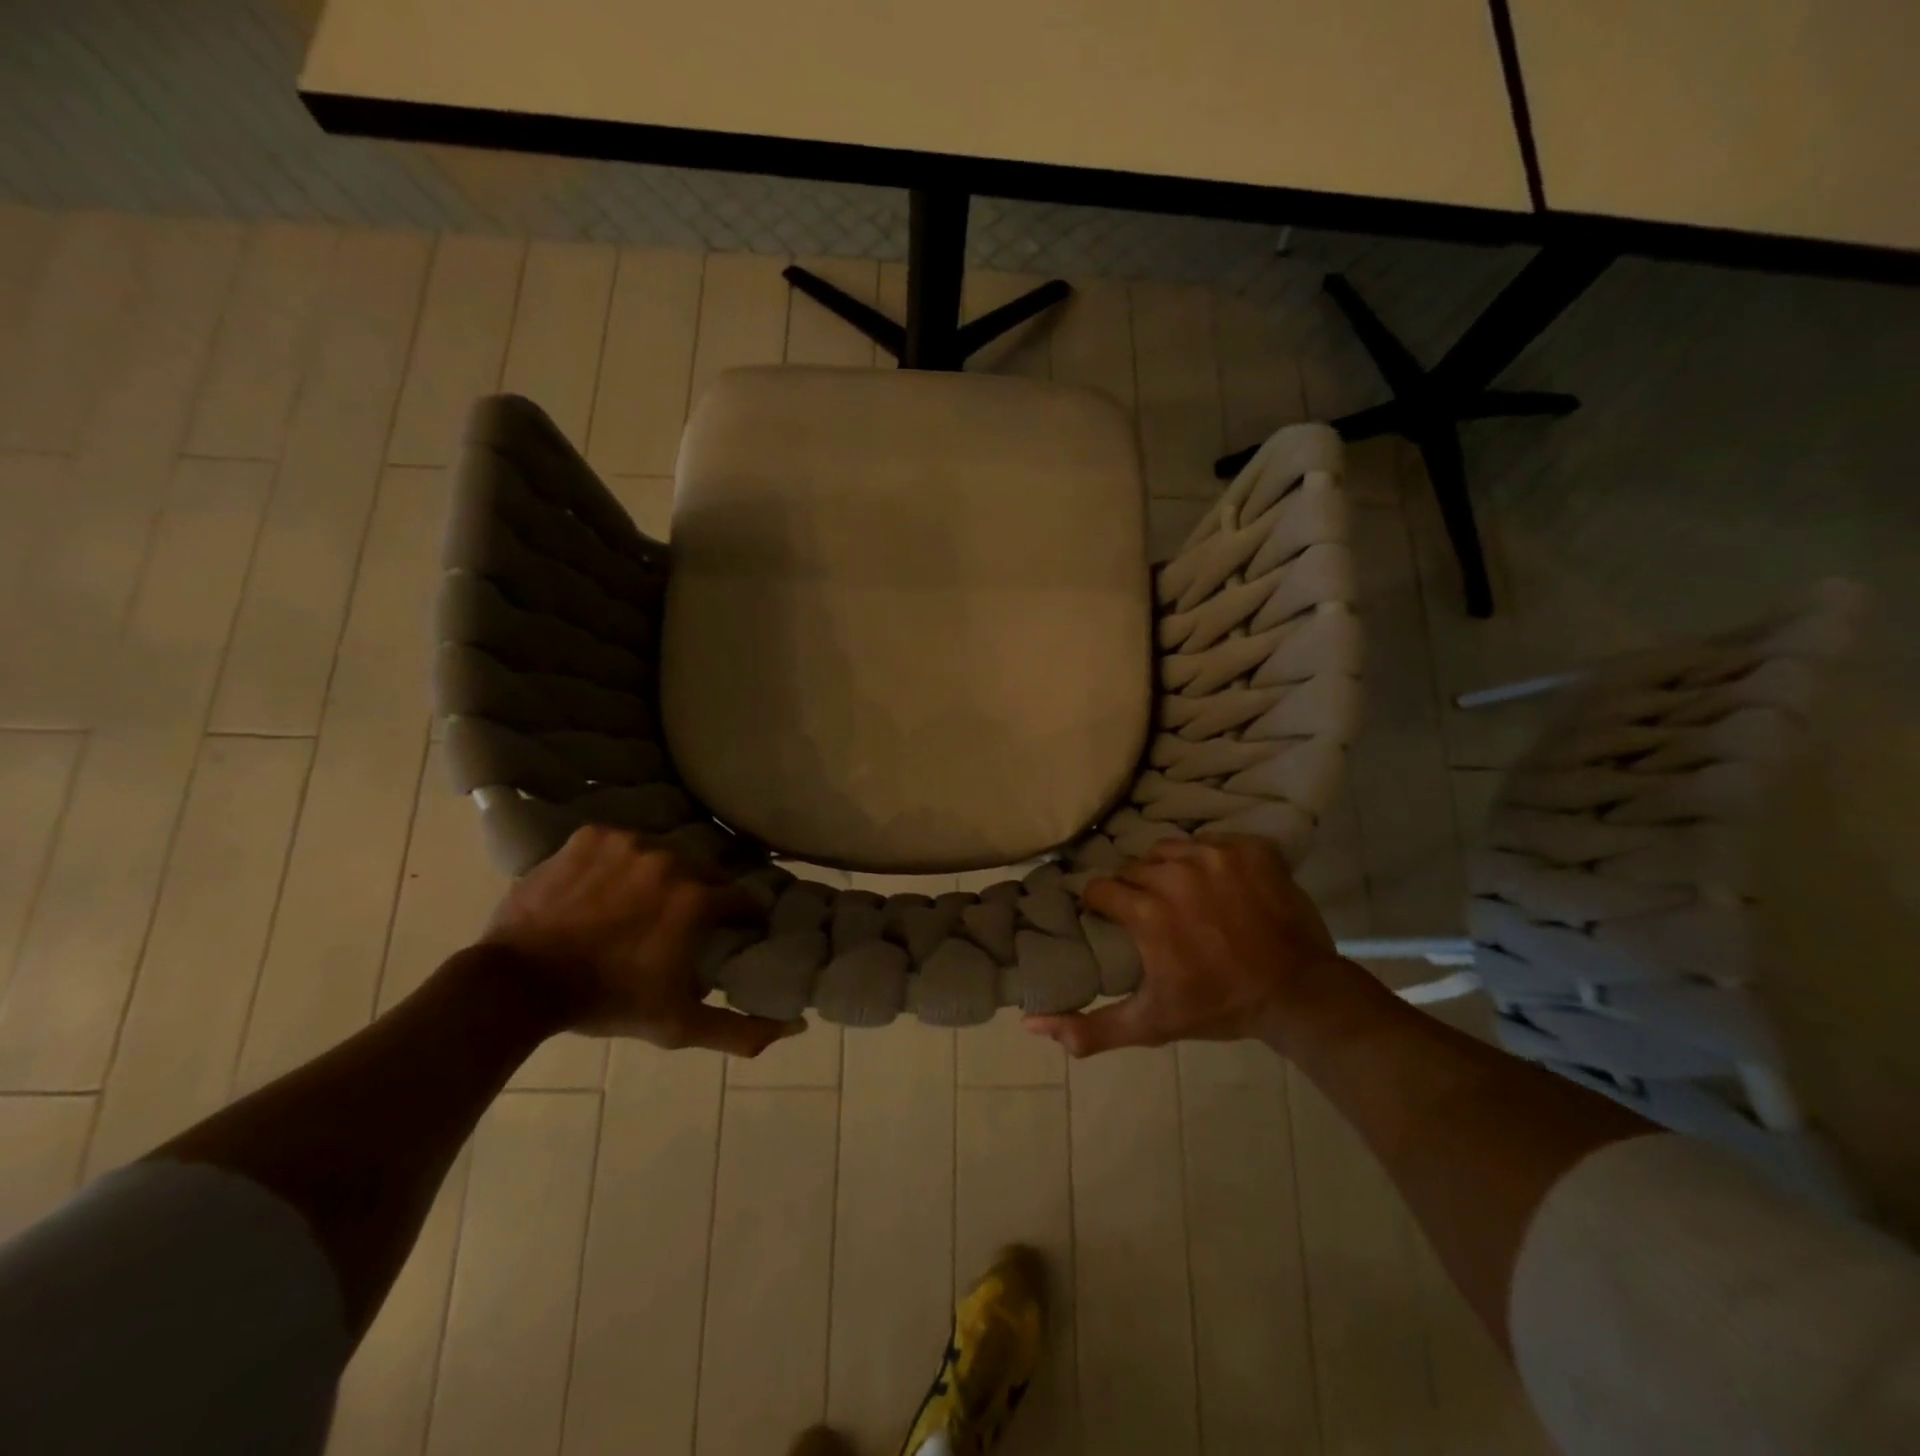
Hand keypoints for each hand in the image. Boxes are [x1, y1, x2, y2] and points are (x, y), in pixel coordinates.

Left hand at [482, 826, 801, 1057]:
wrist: (519, 984)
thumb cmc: (608, 1001)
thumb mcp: (679, 1025)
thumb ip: (742, 1030)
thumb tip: (797, 1027)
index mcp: (699, 898)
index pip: (742, 899)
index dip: (740, 919)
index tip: (729, 935)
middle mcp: (672, 859)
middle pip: (703, 874)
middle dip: (697, 898)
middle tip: (674, 927)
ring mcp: (629, 842)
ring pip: (662, 855)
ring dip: (658, 878)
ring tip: (634, 908)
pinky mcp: (592, 836)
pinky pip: (620, 844)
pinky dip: (618, 863)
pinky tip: (602, 890)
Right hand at [1025, 834, 1363, 1057]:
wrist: (1298, 993)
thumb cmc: (1219, 1006)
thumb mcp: (1151, 1024)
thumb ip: (1090, 1028)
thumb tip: (1031, 1023)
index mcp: (1146, 911)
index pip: (1100, 889)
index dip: (1103, 906)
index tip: (1114, 921)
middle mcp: (1174, 873)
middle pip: (1133, 868)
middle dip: (1136, 890)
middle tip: (1154, 916)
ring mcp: (1215, 856)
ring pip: (1168, 850)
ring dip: (1168, 870)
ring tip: (1184, 896)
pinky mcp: (1249, 848)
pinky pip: (1210, 842)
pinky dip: (1209, 860)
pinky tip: (1219, 886)